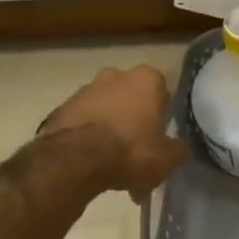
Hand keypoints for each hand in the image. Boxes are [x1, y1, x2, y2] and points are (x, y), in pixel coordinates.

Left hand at [42, 65, 186, 200]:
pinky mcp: (62, 107)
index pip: (161, 92)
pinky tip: (90, 163)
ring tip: (111, 164)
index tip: (158, 138)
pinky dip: (87, 137)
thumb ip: (176, 149)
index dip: (161, 117)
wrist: (76, 159)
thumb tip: (176, 148)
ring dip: (109, 129)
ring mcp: (85, 89)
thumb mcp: (167, 158)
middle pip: (130, 98)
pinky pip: (83, 122)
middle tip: (135, 151)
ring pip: (105, 109)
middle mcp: (115, 75)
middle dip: (133, 119)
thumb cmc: (131, 150)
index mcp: (146, 79)